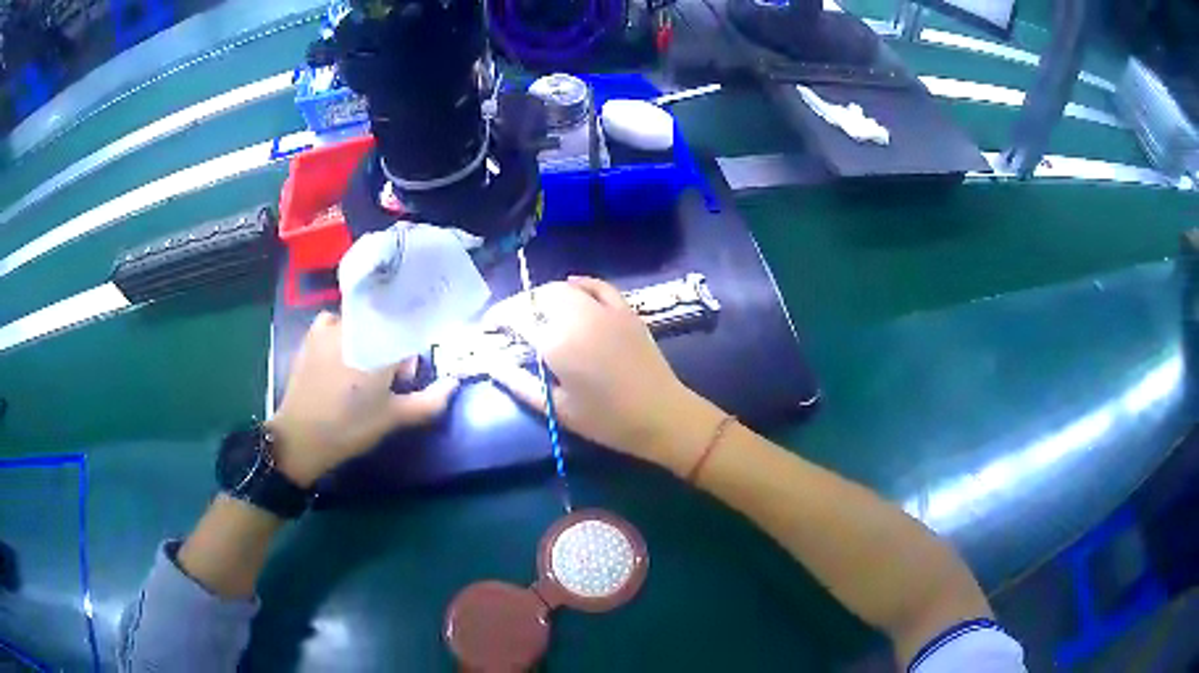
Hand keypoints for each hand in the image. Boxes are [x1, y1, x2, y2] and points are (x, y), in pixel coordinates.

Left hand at [266, 312, 459, 486]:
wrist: (300, 437)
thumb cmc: (350, 427)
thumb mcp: (393, 418)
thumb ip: (429, 401)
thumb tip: (454, 383)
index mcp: (377, 343)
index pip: (408, 330)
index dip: (409, 355)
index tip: (403, 380)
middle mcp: (354, 325)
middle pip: (384, 324)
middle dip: (389, 348)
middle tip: (383, 382)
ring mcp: (328, 326)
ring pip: (361, 324)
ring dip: (366, 342)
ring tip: (358, 374)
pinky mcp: (311, 334)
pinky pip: (336, 326)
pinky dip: (344, 338)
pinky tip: (339, 363)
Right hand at [487, 277, 724, 474]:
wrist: (662, 415)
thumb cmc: (606, 420)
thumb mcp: (557, 408)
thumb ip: (519, 383)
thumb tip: (492, 364)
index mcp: (557, 342)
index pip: (517, 318)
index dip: (497, 319)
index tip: (487, 326)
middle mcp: (578, 316)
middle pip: (538, 298)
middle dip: (519, 305)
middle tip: (509, 322)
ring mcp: (604, 310)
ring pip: (564, 288)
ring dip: (542, 295)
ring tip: (533, 311)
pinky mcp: (625, 310)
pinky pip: (597, 286)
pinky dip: (579, 283)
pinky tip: (570, 287)